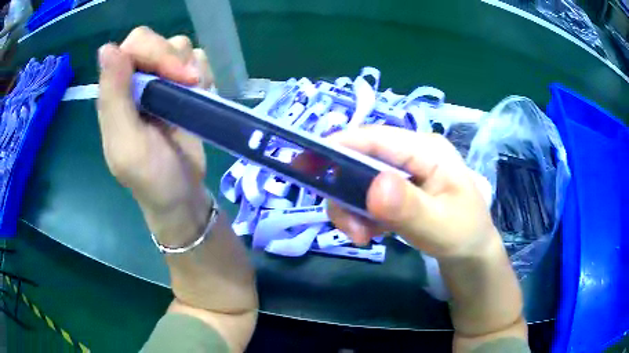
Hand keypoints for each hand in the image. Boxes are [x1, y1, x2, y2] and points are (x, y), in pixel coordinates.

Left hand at [97, 27, 213, 240]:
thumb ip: (113, 99)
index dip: (156, 52)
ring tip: (193, 95)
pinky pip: (197, 60)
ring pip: (179, 46)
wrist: (182, 196)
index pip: (134, 45)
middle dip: (176, 60)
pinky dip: (204, 73)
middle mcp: (136, 80)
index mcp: (116, 92)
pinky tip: (200, 96)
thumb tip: (106, 48)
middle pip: (157, 40)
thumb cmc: (152, 177)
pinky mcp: (183, 87)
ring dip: (191, 68)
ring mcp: (161, 81)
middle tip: (190, 85)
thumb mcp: (127, 144)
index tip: (176, 77)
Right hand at [327, 126, 497, 258]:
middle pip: (363, 159)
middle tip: (348, 228)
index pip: (378, 138)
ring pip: (360, 180)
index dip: (340, 146)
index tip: (307, 163)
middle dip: (345, 191)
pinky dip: (360, 215)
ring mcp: (404, 172)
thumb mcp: (440, 226)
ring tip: (361, 237)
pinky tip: (370, 234)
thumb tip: (373, 186)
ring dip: (351, 209)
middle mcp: (412, 154)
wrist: (470, 254)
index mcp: (428, 150)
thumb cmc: (464, 234)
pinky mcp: (398, 190)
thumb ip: (408, 208)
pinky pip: (367, 196)